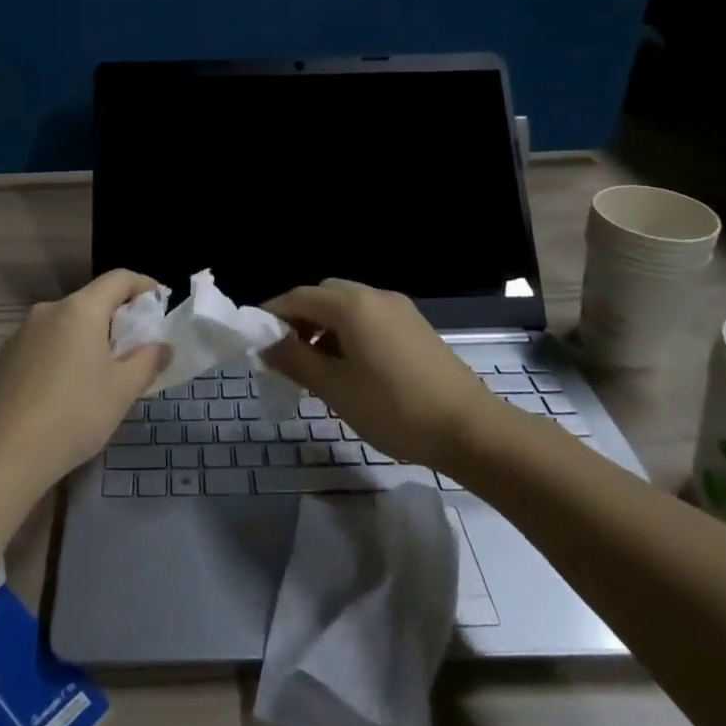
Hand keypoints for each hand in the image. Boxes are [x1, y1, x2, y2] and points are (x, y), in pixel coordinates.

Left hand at [0, 270, 169, 490]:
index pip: (118, 279)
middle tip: (133, 348)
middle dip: (115, 318)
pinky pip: (41, 346)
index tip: (159, 302)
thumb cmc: (74, 414)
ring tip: (97, 374)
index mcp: (80, 310)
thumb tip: (162, 346)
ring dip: (86, 339)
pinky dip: (60, 356)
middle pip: (90, 302)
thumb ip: (148, 361)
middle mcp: (47, 311)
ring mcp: (19, 334)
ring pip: (63, 325)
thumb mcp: (123, 390)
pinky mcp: (2, 359)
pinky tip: (62, 392)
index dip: (143, 285)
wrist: (4, 454)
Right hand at [264, 279, 498, 469]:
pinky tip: (349, 368)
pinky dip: (348, 333)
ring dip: (324, 327)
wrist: (470, 429)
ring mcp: (399, 309)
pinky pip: (369, 318)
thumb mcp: (334, 388)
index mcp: (351, 305)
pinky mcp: (415, 326)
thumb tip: (267, 345)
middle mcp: (374, 295)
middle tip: (286, 355)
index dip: (271, 316)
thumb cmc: (394, 408)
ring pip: (347, 307)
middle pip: (323, 296)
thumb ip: (295, 360)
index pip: (297, 297)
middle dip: (298, 320)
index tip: (255, 342)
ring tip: (315, 367)